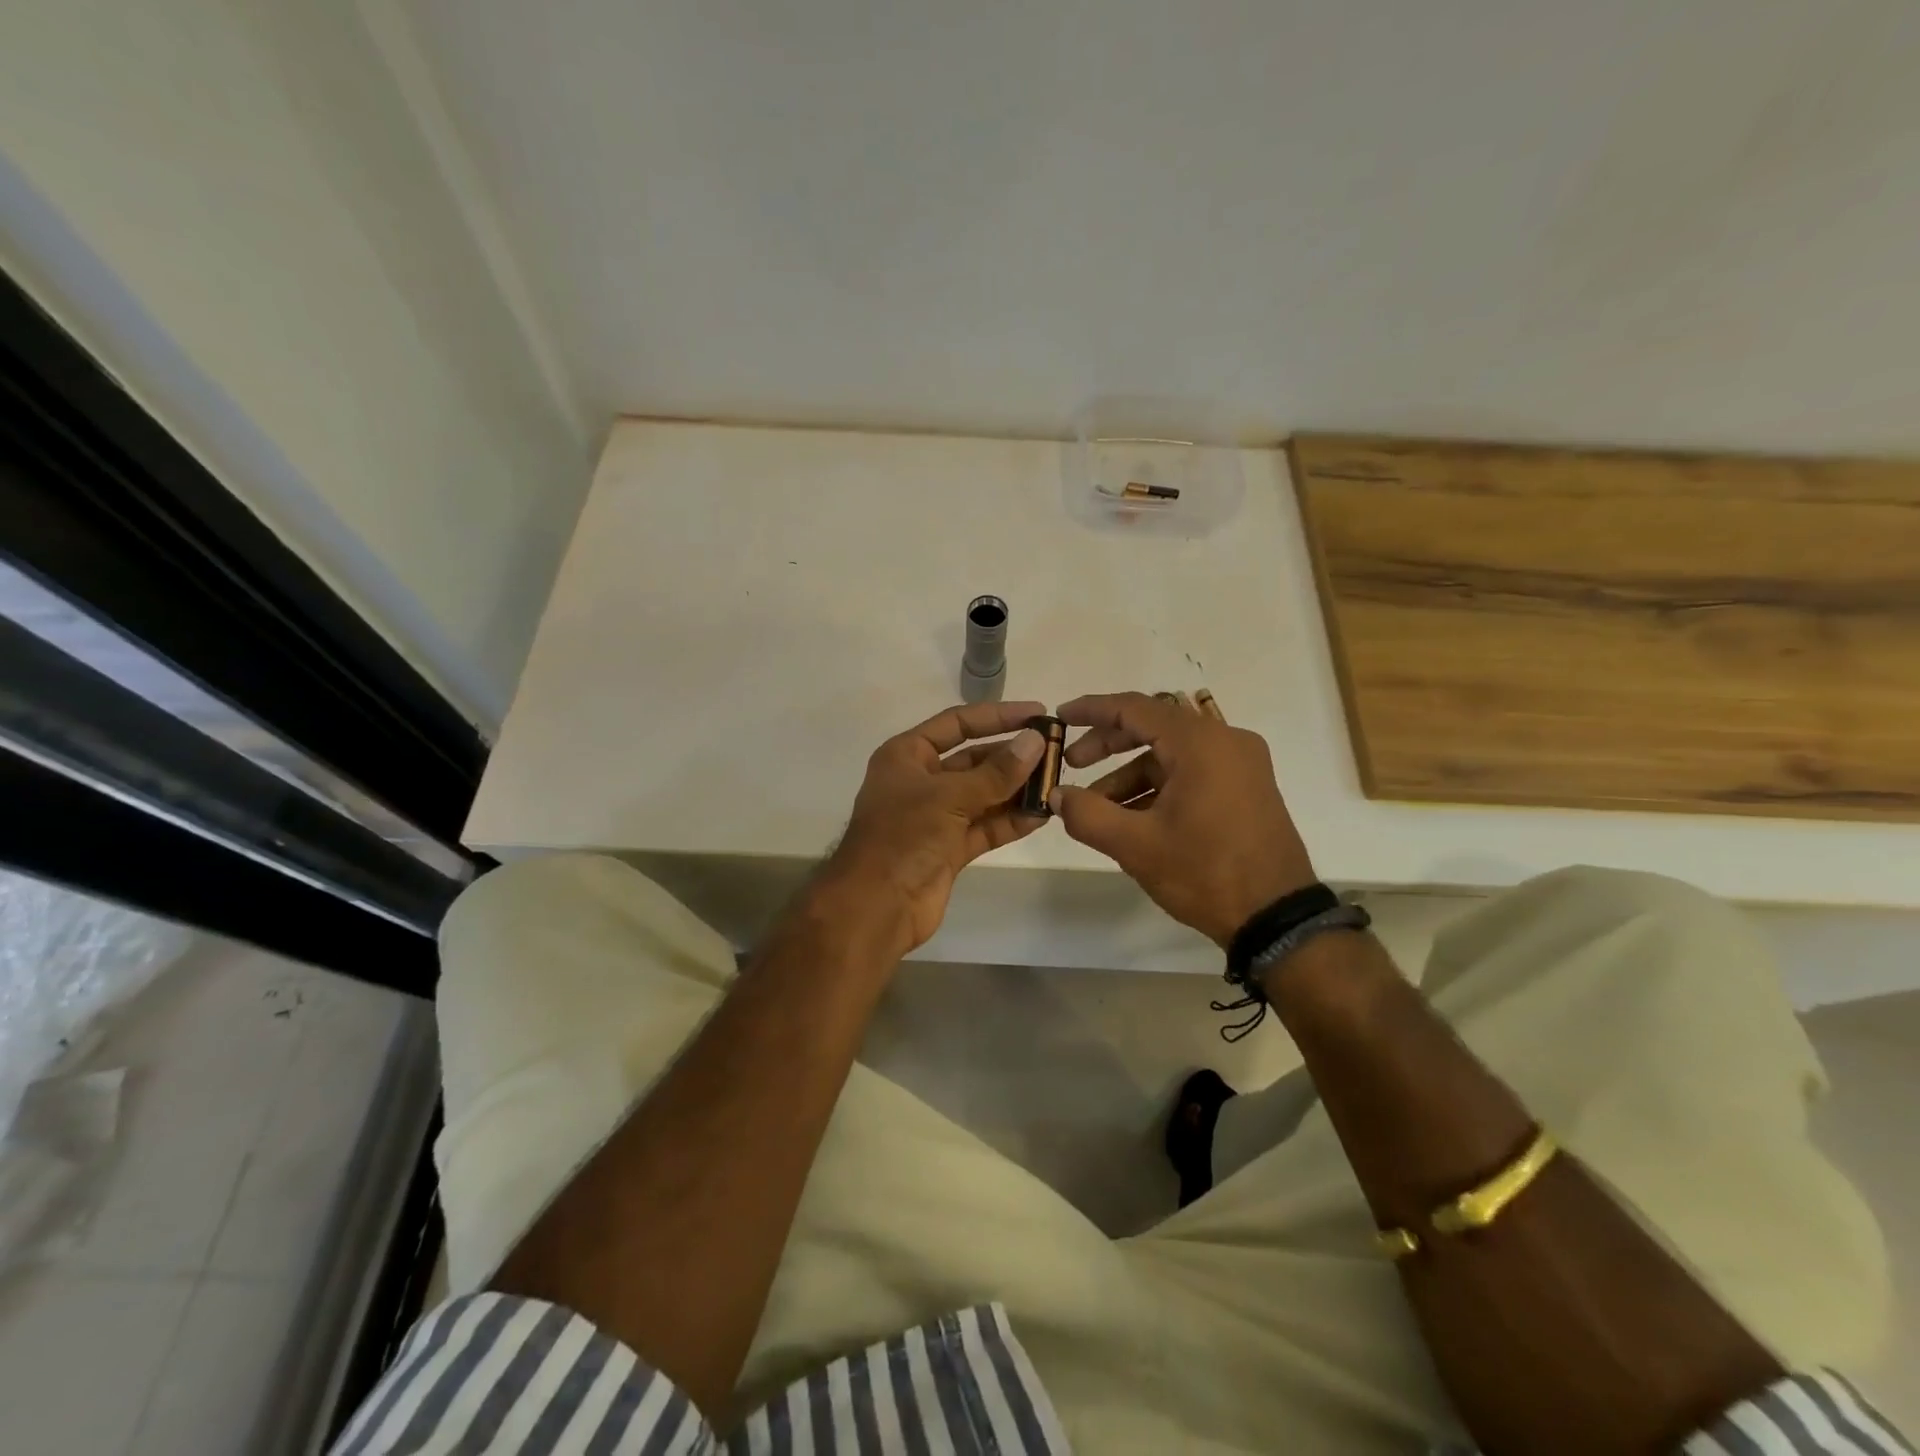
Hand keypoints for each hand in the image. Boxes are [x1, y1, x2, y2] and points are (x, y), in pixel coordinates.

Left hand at [826, 700, 1050, 952]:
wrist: (876, 907)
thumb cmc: (903, 837)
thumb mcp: (949, 797)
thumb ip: (995, 772)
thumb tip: (1035, 741)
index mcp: (907, 756)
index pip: (957, 724)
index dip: (997, 716)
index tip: (1038, 713)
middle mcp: (921, 781)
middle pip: (973, 759)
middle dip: (1012, 756)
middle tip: (1057, 752)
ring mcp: (936, 817)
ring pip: (983, 795)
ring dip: (1016, 790)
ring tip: (1056, 782)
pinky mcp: (949, 849)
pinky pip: (985, 827)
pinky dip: (1010, 821)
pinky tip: (1041, 814)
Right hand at [1053, 691, 1316, 946]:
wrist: (1277, 918)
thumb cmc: (1205, 872)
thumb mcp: (1136, 845)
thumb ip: (1087, 814)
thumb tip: (1056, 795)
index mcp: (1201, 743)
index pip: (1135, 708)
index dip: (1092, 710)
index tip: (1060, 717)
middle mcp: (1226, 741)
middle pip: (1154, 726)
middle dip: (1108, 744)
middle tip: (1072, 765)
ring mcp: (1241, 765)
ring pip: (1171, 753)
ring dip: (1130, 773)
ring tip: (1097, 807)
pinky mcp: (1246, 788)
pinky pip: (1191, 771)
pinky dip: (1158, 786)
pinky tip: (1132, 817)